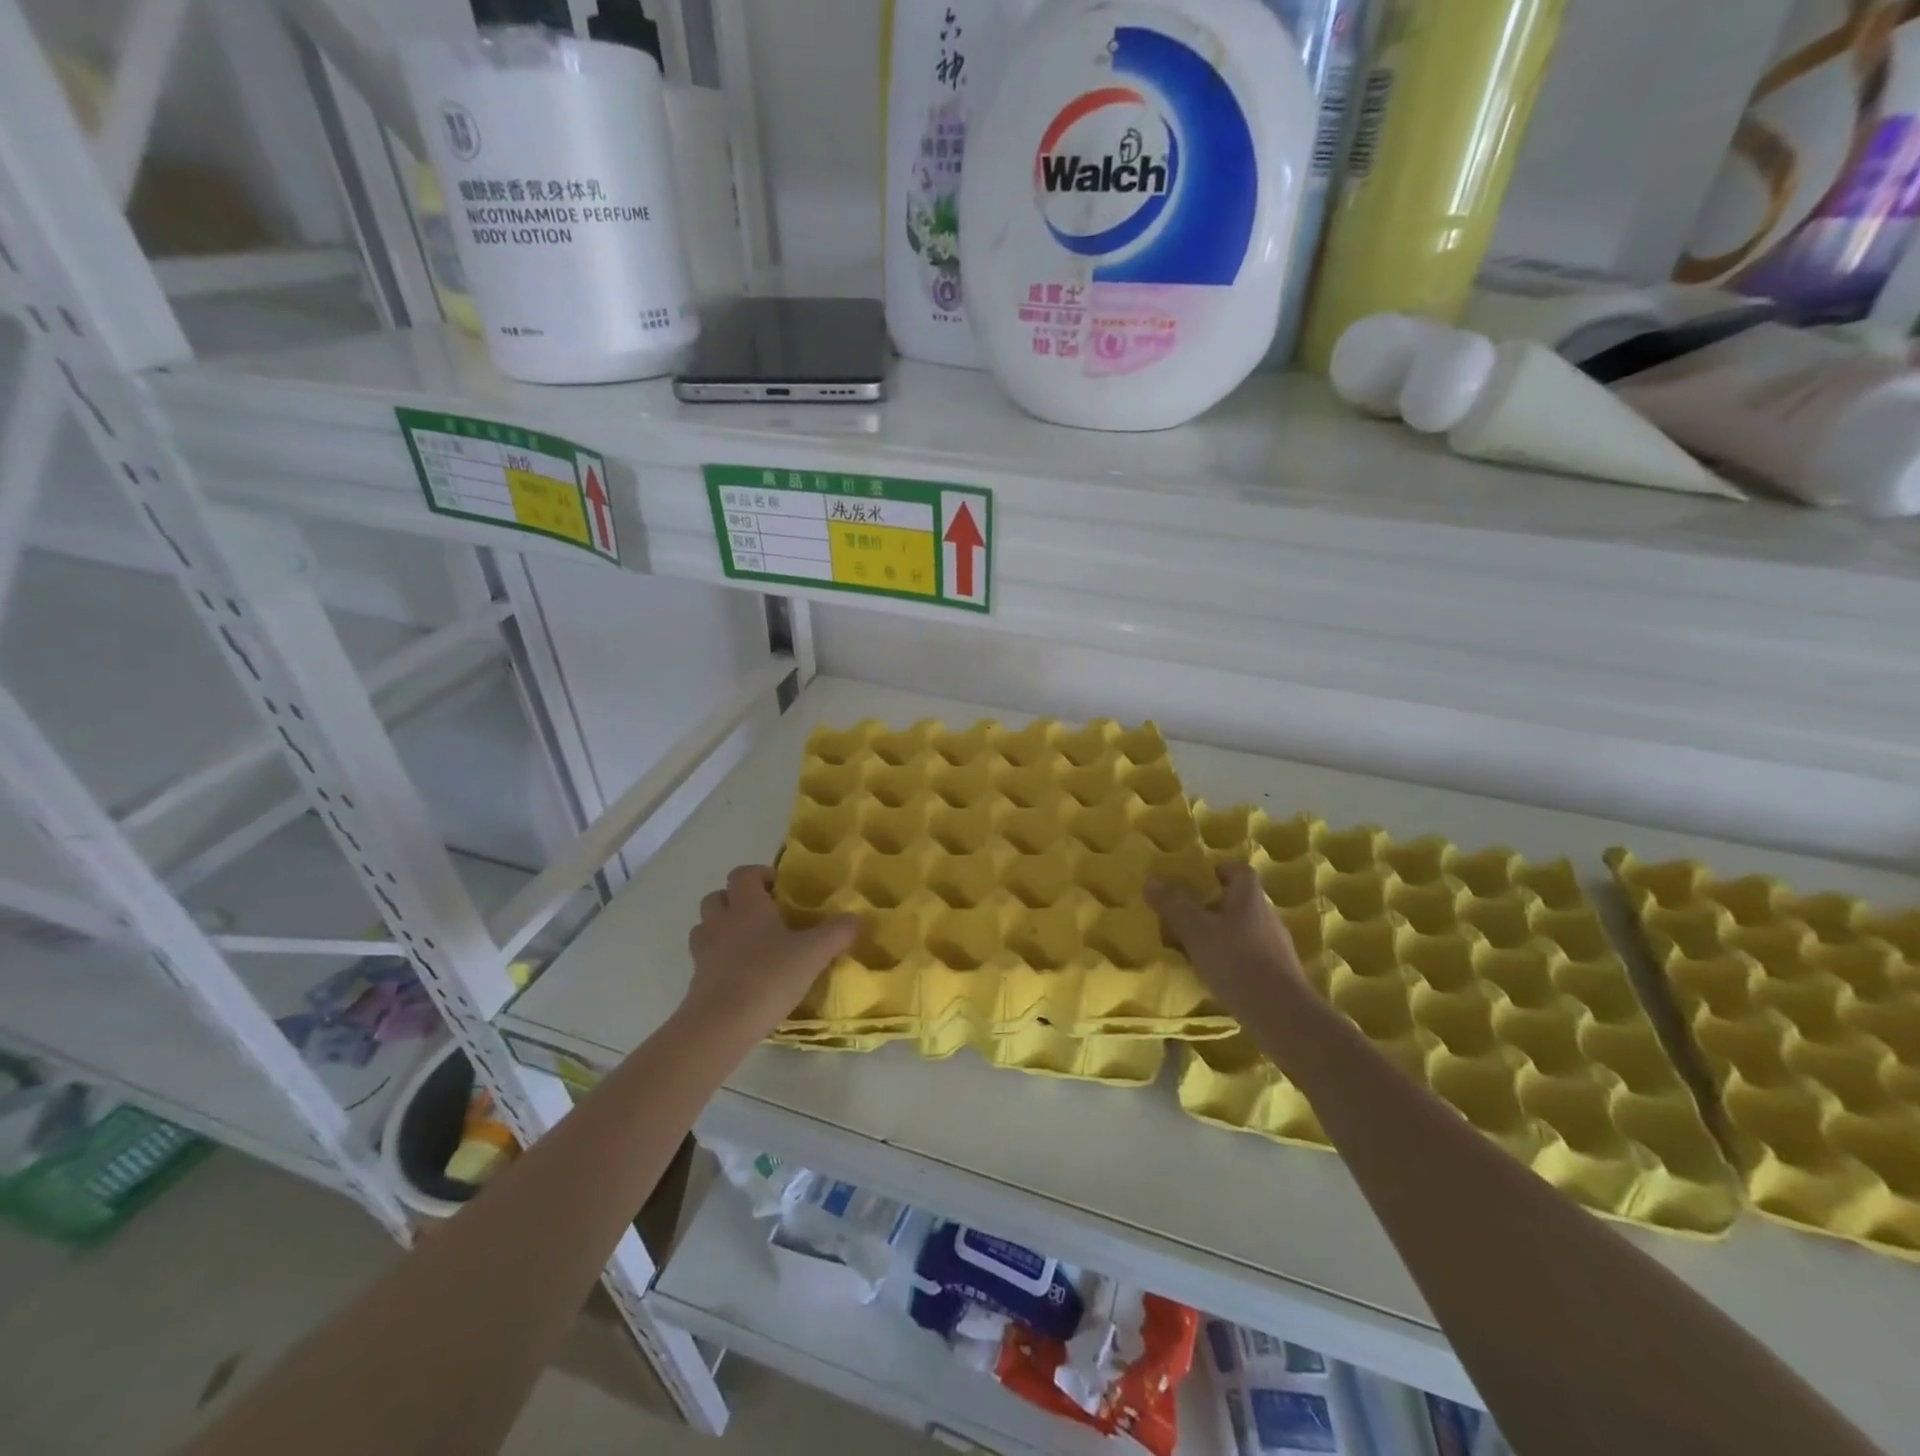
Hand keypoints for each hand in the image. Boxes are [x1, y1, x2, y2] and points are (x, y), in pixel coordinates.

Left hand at [682, 865, 859, 1038]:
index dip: (759, 874)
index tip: (779, 887)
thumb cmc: (769, 977)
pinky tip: (741, 976)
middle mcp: (721, 922)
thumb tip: (856, 917)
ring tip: (748, 943)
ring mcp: (704, 952)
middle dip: (736, 900)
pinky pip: (705, 959)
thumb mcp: (813, 954)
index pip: (743, 874)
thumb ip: (837, 933)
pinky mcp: (696, 981)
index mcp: (747, 906)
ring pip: (705, 927)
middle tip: (763, 914)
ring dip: (722, 928)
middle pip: (717, 897)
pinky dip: (718, 960)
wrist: (721, 1025)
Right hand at [1147, 864, 1311, 1023]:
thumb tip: (1150, 881)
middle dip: (1213, 906)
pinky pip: (1250, 955)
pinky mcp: (1279, 973)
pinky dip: (1232, 959)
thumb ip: (1173, 905)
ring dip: (1222, 934)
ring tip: (1195, 947)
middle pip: (1239, 900)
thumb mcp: (1195, 930)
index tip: (1197, 880)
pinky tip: (1215, 974)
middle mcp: (1267, 915)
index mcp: (1249, 896)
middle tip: (1186, 916)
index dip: (1218, 871)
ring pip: (1244, 929)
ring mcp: (1276, 946)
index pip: (1239, 870)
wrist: (1281, 1014)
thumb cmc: (1236, 961)